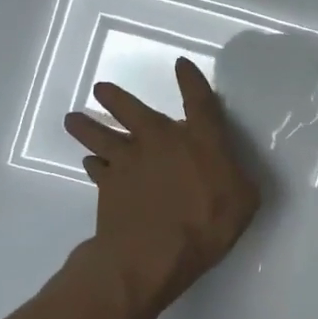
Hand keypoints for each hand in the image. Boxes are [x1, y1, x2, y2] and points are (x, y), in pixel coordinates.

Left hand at [64, 59, 260, 316]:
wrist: (152, 254)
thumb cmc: (207, 224)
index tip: (181, 64)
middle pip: (132, 109)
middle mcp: (160, 140)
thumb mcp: (244, 200)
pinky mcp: (107, 185)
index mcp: (200, 139)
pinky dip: (93, 164)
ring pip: (101, 135)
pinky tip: (90, 164)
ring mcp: (128, 161)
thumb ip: (238, 178)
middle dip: (116, 97)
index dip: (191, 80)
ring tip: (73, 118)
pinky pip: (95, 168)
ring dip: (87, 126)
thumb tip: (232, 171)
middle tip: (101, 88)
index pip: (198, 100)